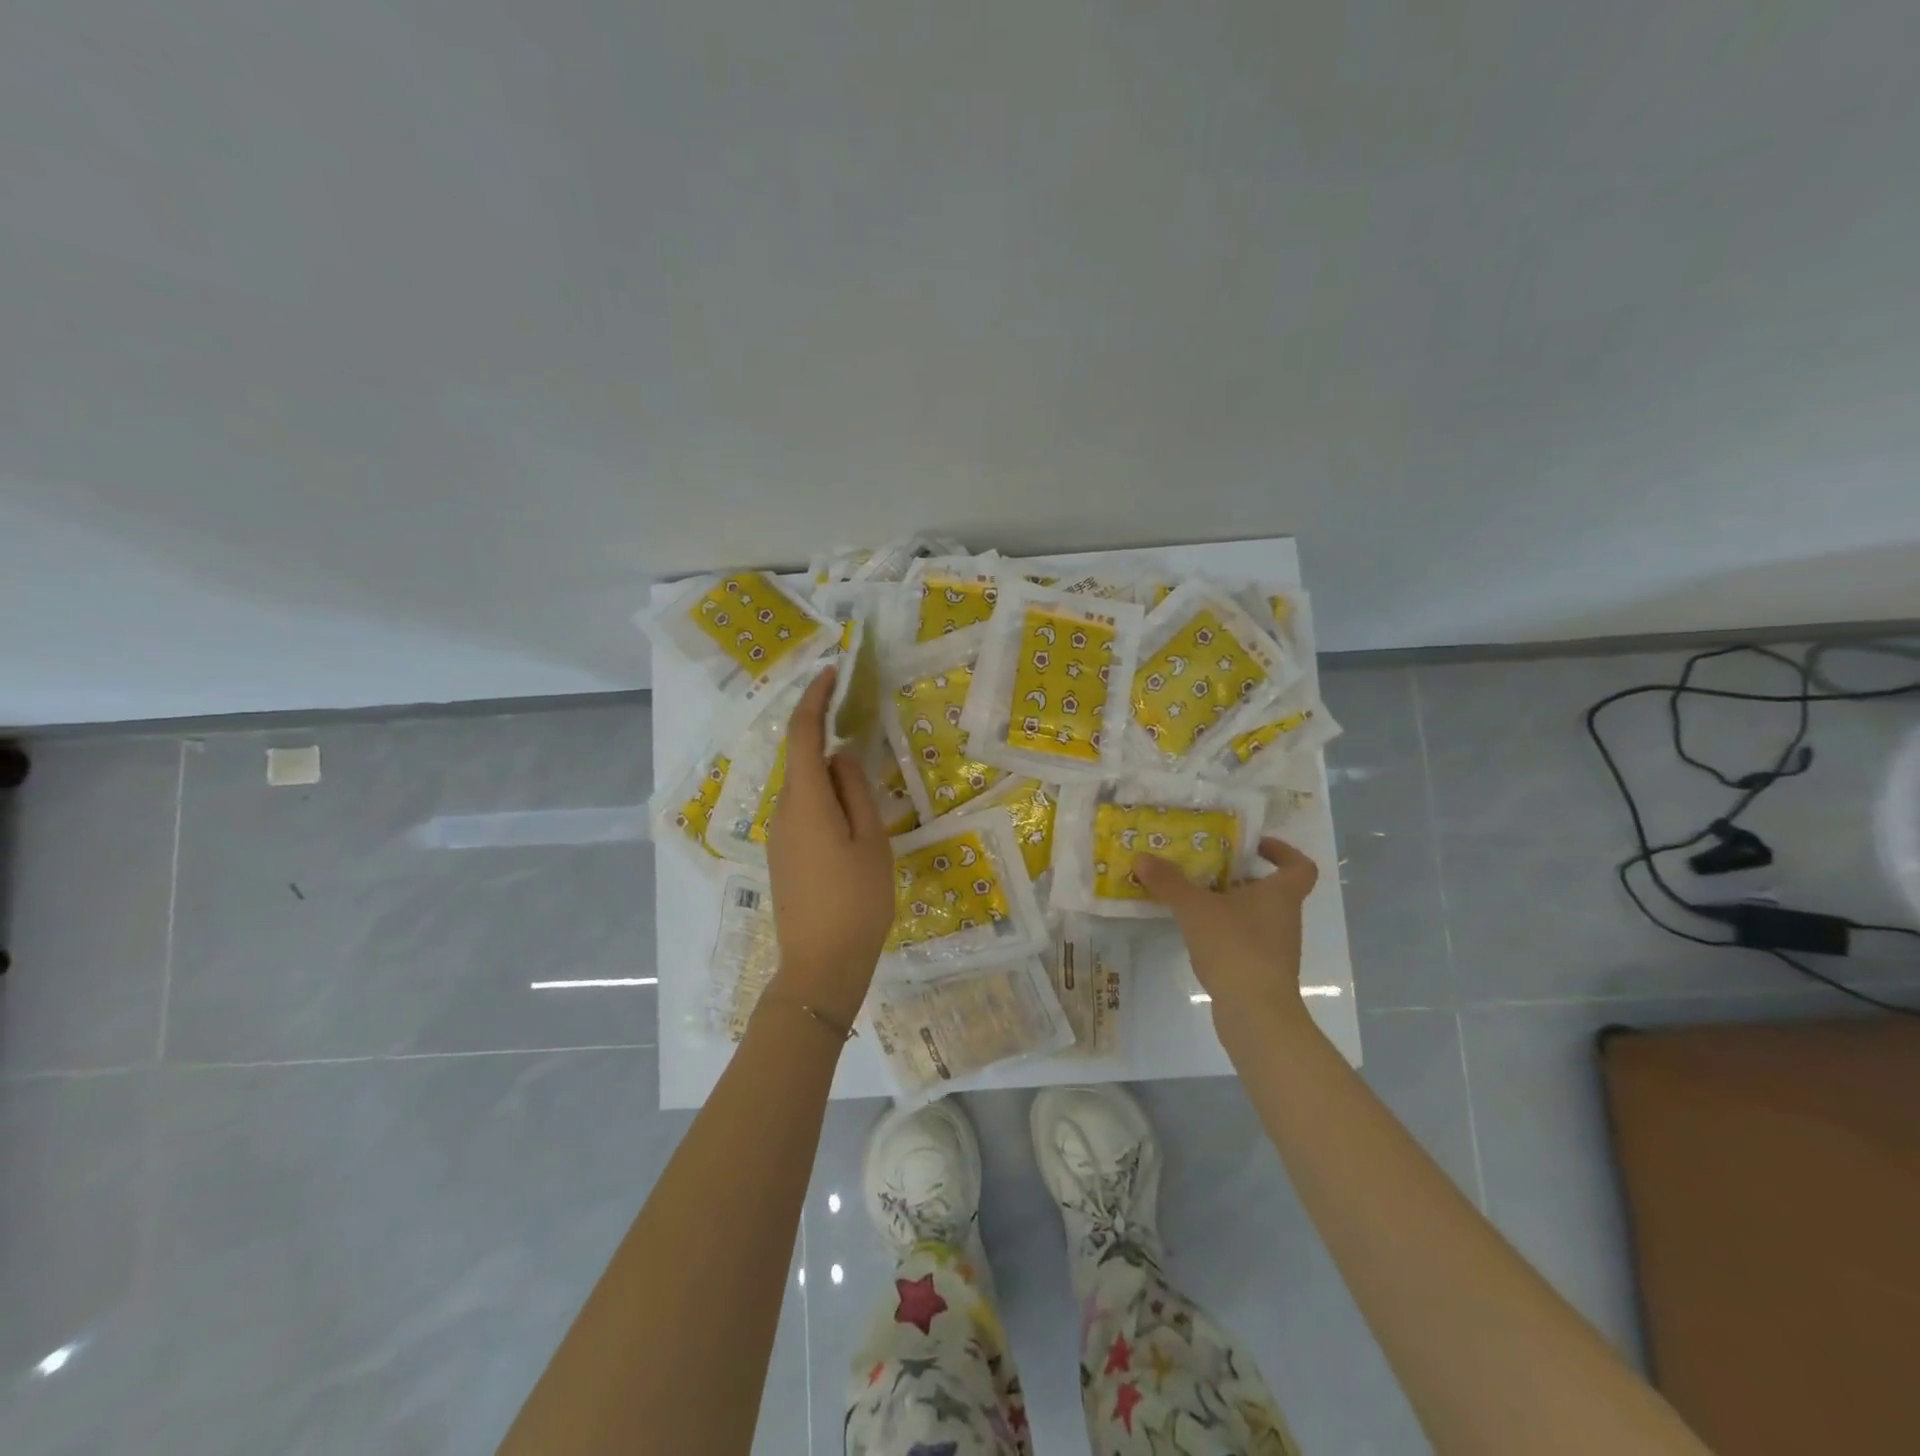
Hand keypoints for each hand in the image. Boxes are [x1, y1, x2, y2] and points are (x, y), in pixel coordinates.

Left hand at [764, 666, 896, 1026]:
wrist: (820, 966)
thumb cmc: (856, 902)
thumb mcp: (870, 841)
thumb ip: (856, 791)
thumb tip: (840, 756)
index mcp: (805, 801)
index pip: (803, 735)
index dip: (815, 699)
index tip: (832, 674)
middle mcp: (783, 812)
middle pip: (803, 761)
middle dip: (828, 738)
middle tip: (864, 730)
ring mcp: (779, 837)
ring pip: (805, 789)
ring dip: (830, 775)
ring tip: (868, 786)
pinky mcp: (784, 857)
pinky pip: (804, 812)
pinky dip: (826, 800)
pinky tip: (853, 820)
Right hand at [1135, 837, 1318, 1024]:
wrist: (1256, 1013)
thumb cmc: (1235, 947)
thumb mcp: (1195, 908)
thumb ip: (1169, 882)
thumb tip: (1142, 857)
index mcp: (1281, 895)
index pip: (1300, 866)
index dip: (1282, 852)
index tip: (1253, 846)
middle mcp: (1284, 918)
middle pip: (1271, 890)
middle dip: (1240, 877)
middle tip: (1207, 868)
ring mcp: (1276, 948)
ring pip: (1255, 916)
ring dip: (1229, 905)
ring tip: (1193, 898)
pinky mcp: (1261, 972)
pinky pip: (1244, 940)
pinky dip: (1224, 933)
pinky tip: (1196, 933)